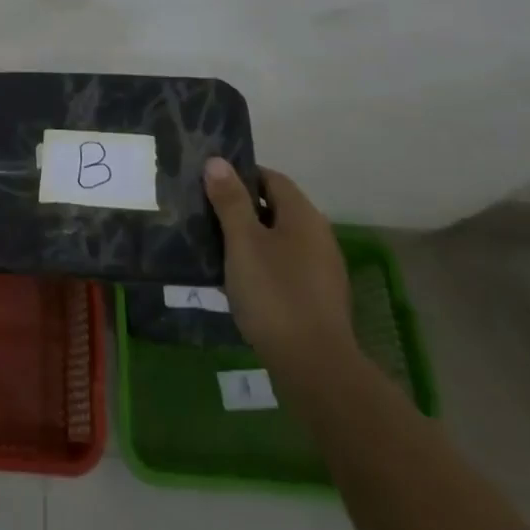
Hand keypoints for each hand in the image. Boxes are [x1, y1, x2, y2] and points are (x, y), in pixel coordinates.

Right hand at [203, 158, 356, 379]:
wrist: (316, 367)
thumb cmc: (275, 293)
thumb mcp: (243, 242)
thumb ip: (230, 200)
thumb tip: (218, 161)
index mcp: (303, 215)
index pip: (271, 178)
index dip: (240, 176)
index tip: (209, 185)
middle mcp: (319, 235)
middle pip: (277, 208)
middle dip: (242, 208)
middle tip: (207, 216)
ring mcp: (323, 269)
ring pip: (281, 239)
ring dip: (252, 239)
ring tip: (218, 248)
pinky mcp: (320, 298)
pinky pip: (286, 266)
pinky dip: (264, 264)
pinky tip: (242, 282)